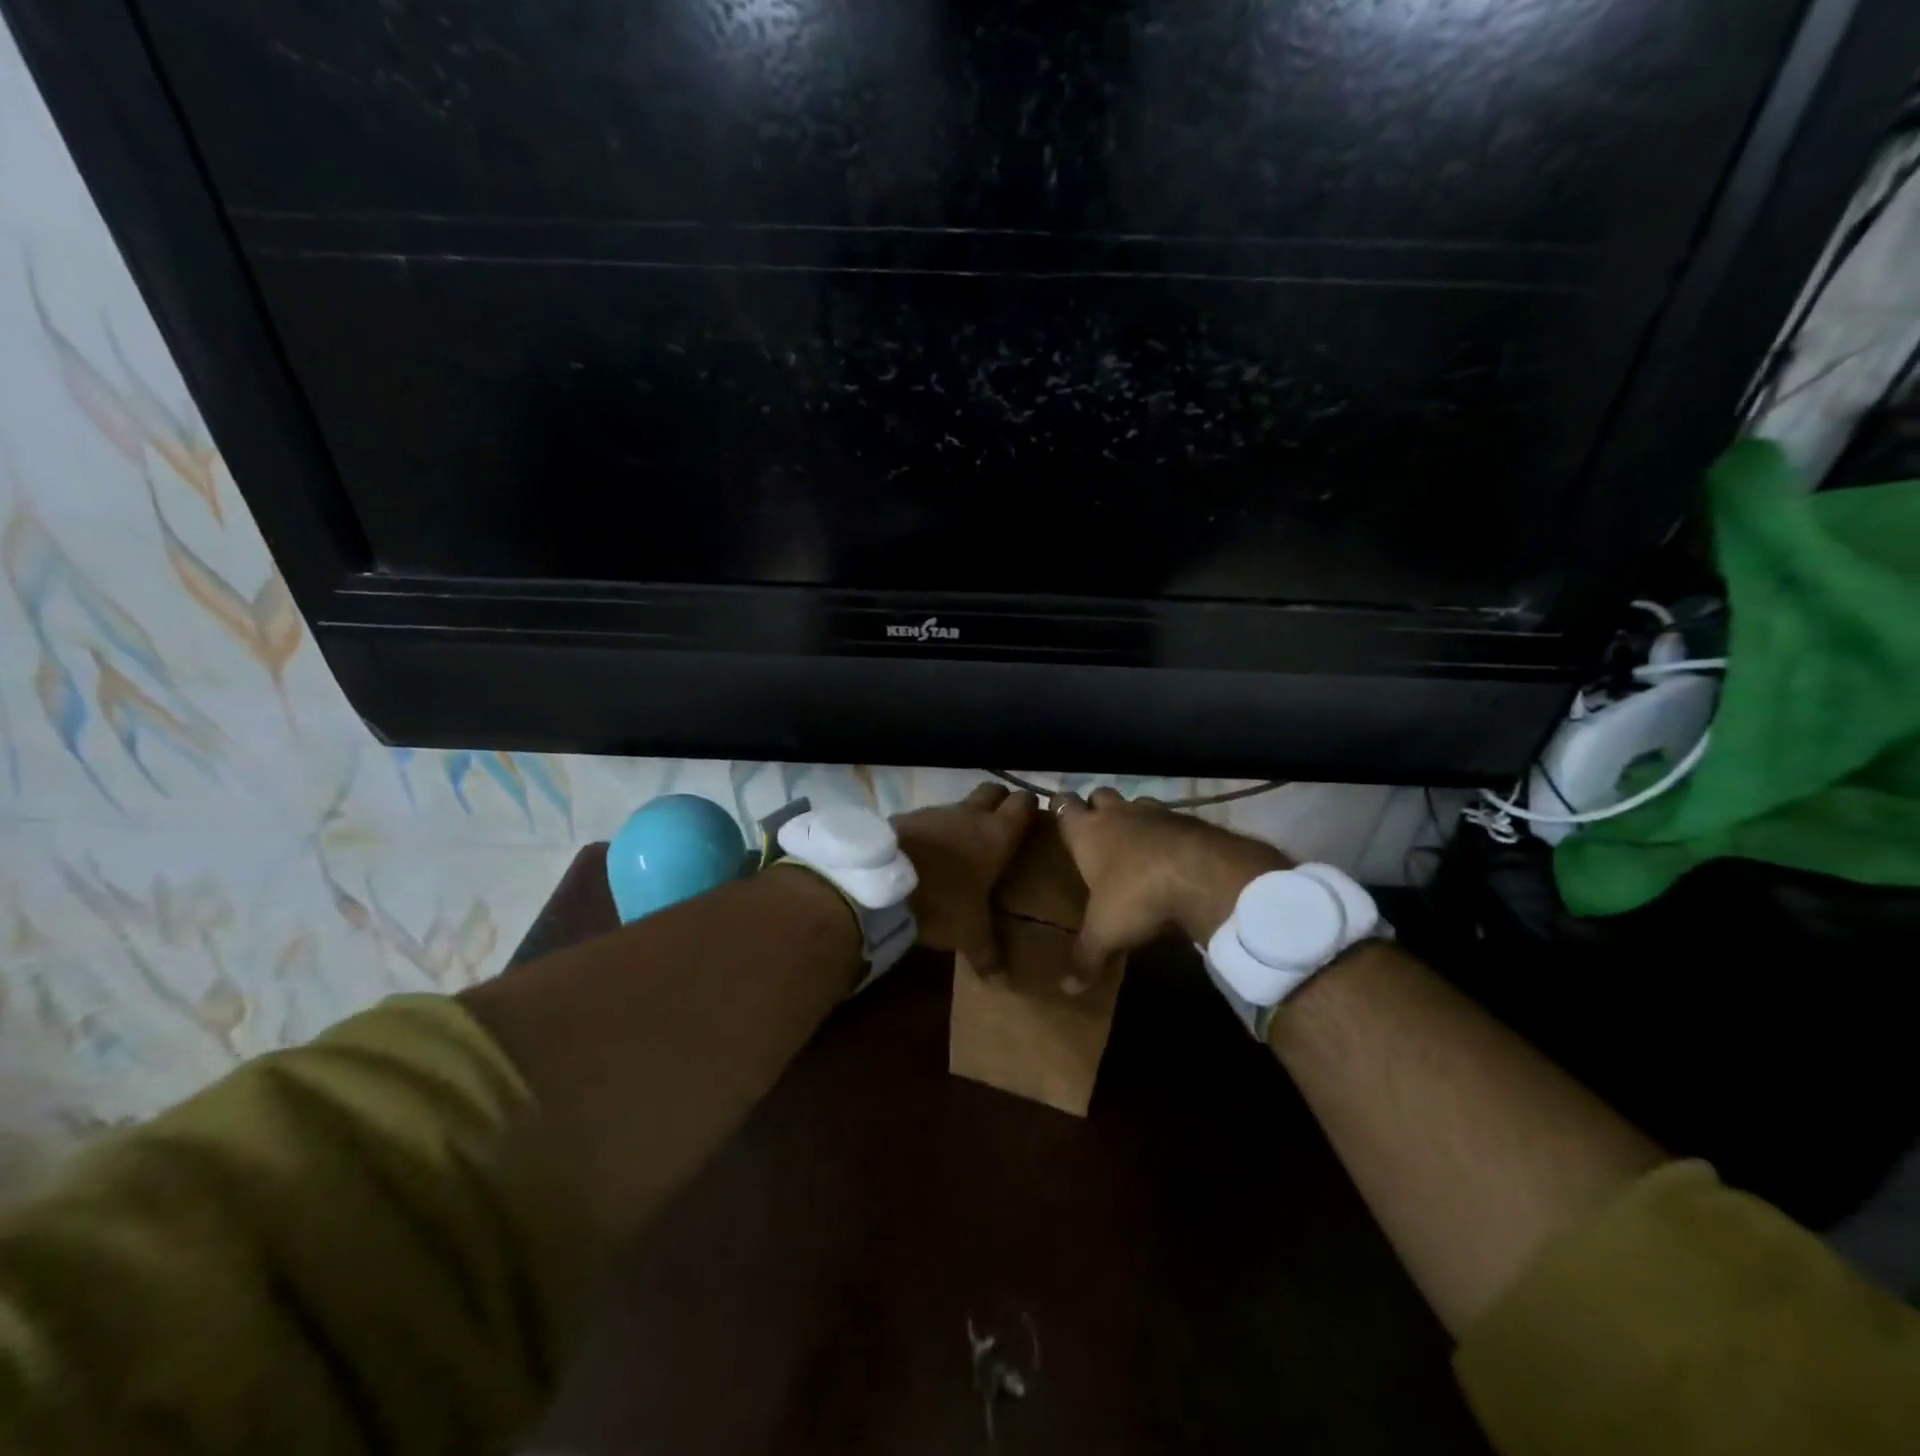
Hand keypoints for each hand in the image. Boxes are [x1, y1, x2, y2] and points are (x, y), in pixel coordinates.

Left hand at [892, 783, 1037, 976]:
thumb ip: (988, 953)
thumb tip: (1001, 980)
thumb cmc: (941, 902)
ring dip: (964, 817)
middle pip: (993, 790)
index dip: (1030, 807)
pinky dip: (933, 829)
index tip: (1033, 817)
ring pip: (959, 803)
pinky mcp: (907, 816)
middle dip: (1000, 801)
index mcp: (996, 835)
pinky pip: (928, 818)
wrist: (882, 882)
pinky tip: (927, 851)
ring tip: (962, 842)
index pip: (1023, 803)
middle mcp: (970, 814)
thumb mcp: (969, 934)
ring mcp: (936, 811)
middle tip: (1002, 822)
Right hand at [1053, 788, 1290, 984]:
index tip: (1059, 817)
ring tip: (1135, 842)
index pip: (1063, 805)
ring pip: (1136, 802)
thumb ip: (1085, 957)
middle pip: (1099, 795)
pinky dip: (1167, 831)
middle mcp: (1117, 814)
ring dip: (1134, 816)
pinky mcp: (1188, 819)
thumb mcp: (1105, 933)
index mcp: (1087, 832)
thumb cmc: (1136, 895)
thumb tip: (1065, 990)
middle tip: (1096, 830)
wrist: (1202, 873)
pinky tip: (1171, 854)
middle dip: (1096, 807)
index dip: (1059, 808)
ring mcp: (1155, 812)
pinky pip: (1170, 819)